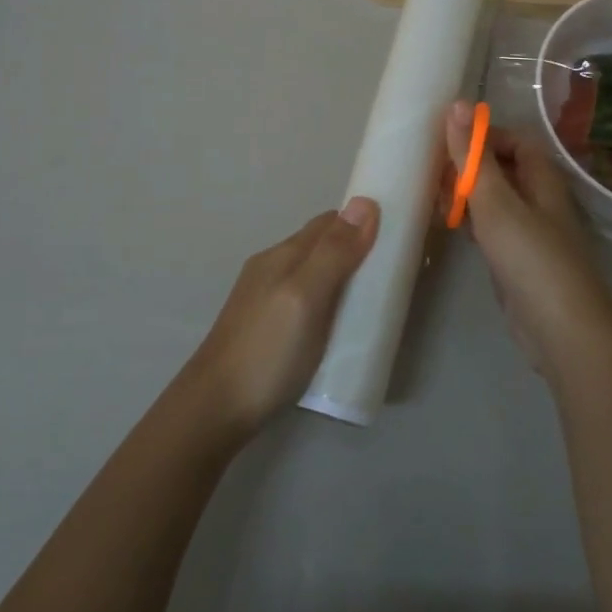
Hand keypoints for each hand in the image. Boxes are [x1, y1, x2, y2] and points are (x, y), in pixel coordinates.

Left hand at [183, 199, 378, 438]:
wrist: (215, 410)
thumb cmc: (267, 350)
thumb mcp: (306, 297)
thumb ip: (334, 253)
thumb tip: (365, 202)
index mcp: (283, 254)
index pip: (329, 222)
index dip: (361, 223)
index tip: (397, 236)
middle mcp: (272, 268)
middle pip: (321, 246)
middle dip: (355, 250)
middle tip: (392, 274)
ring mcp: (265, 299)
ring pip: (313, 273)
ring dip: (342, 278)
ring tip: (372, 301)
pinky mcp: (265, 327)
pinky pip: (305, 299)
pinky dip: (328, 301)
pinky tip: (338, 325)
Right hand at [445, 103, 611, 382]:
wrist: (562, 331)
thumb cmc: (530, 257)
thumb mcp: (496, 201)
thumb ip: (474, 156)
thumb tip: (458, 104)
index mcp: (543, 180)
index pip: (517, 141)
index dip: (486, 136)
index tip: (450, 142)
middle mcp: (541, 201)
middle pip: (506, 170)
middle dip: (472, 166)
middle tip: (434, 171)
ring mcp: (532, 234)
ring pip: (498, 201)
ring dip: (469, 195)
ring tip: (434, 196)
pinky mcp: (520, 262)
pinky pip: (494, 230)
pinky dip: (473, 223)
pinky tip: (451, 227)